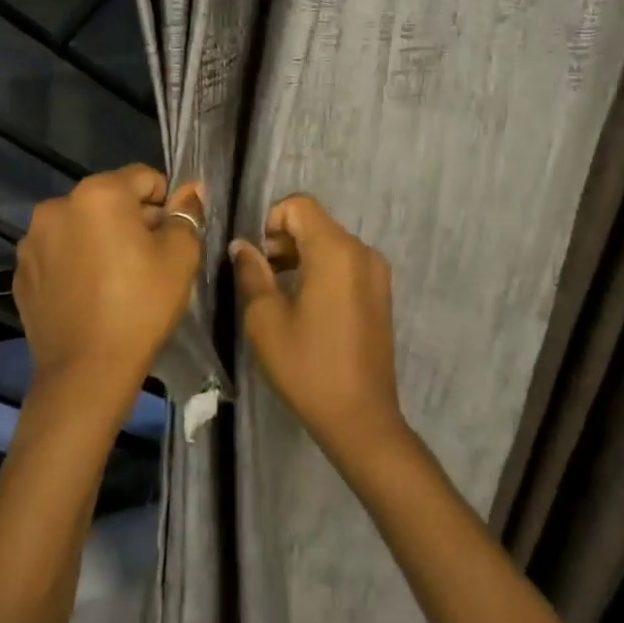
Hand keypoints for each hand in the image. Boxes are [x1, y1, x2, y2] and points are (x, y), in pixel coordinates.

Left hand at [13, 166, 203, 417]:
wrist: (86, 372)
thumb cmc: (141, 306)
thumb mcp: (179, 257)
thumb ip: (186, 214)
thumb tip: (191, 190)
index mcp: (99, 193)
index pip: (144, 177)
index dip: (166, 202)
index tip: (172, 236)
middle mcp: (58, 205)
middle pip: (109, 199)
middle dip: (132, 220)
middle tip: (149, 260)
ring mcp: (33, 240)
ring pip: (81, 225)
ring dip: (101, 239)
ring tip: (116, 279)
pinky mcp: (21, 271)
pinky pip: (58, 253)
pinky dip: (76, 262)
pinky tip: (89, 294)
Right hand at [230, 194, 405, 466]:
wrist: (361, 417)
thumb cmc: (307, 366)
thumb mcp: (265, 319)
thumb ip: (251, 272)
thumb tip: (242, 245)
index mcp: (335, 250)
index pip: (299, 205)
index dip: (270, 222)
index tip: (258, 258)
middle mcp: (361, 251)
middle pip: (316, 222)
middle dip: (284, 239)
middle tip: (263, 277)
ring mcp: (376, 272)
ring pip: (330, 242)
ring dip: (301, 254)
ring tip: (281, 293)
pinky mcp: (380, 292)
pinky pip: (346, 262)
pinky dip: (322, 269)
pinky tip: (307, 306)